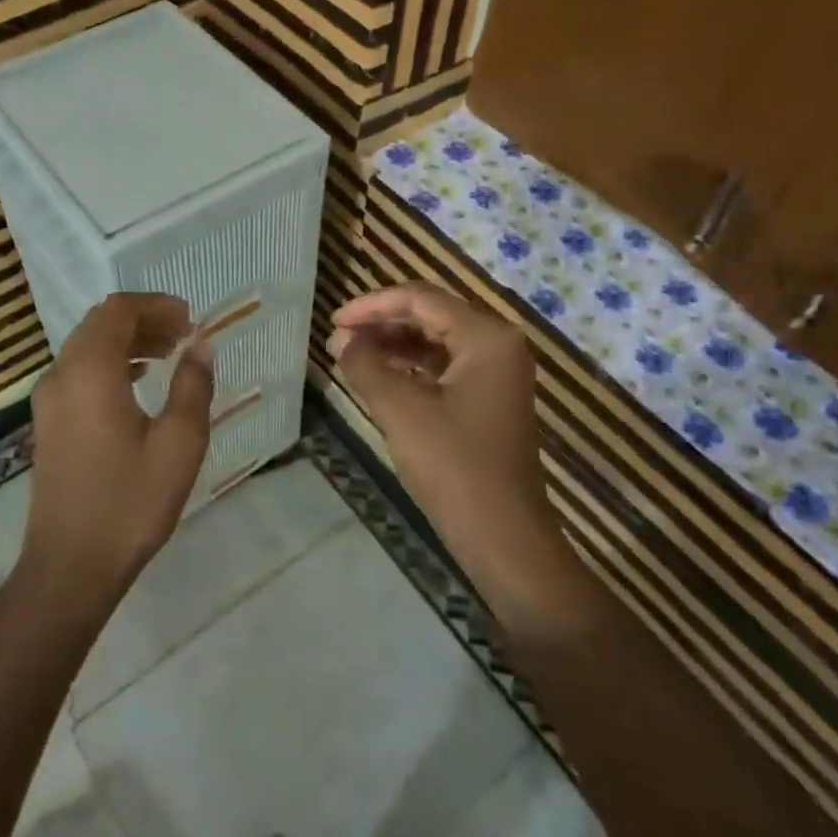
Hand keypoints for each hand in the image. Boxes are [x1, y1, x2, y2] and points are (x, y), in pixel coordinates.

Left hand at [24, 293, 214, 593]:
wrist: (70, 565)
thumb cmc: (130, 502)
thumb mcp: (179, 444)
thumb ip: (193, 386)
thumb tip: (201, 346)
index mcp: (90, 371)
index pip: (118, 310)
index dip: (156, 305)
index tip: (191, 320)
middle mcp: (61, 375)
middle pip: (100, 324)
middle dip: (144, 320)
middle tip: (185, 336)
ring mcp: (49, 400)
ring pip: (88, 348)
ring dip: (128, 342)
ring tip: (170, 355)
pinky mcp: (48, 423)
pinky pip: (79, 372)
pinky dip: (111, 364)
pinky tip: (139, 383)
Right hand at [330, 283, 549, 545]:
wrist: (504, 538)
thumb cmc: (454, 468)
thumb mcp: (401, 411)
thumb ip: (366, 366)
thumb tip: (341, 340)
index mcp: (486, 337)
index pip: (421, 299)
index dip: (372, 305)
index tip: (333, 322)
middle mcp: (498, 345)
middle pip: (431, 314)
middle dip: (382, 323)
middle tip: (339, 339)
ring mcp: (498, 374)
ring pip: (437, 341)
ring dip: (394, 344)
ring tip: (351, 357)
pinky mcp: (489, 400)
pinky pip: (444, 368)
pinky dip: (410, 368)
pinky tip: (380, 378)